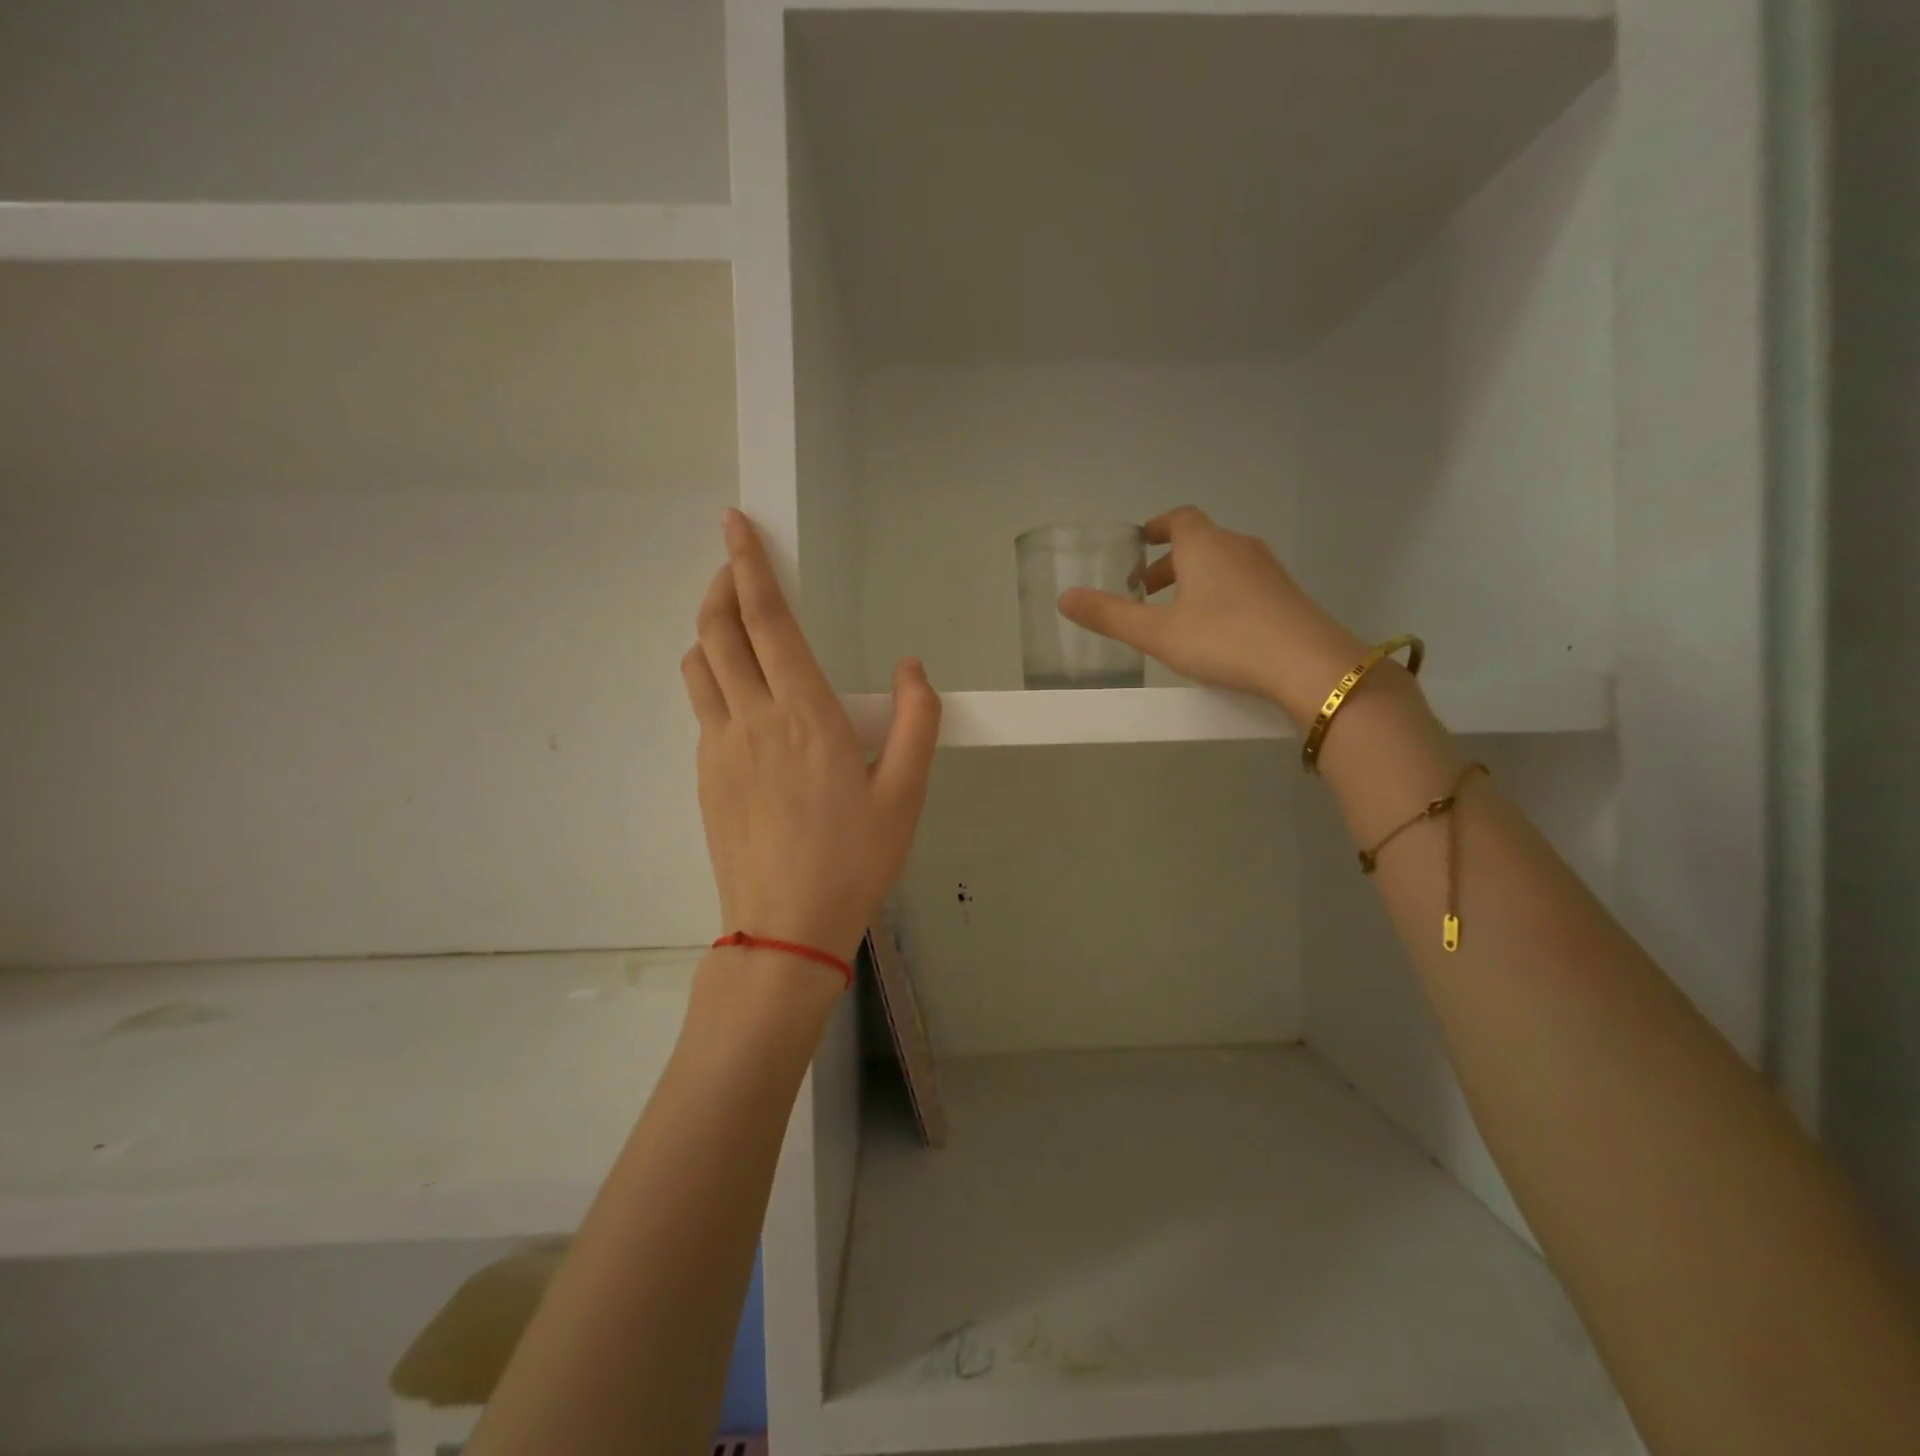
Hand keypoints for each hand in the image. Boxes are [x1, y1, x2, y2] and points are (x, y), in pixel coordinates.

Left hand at [681, 511, 940, 962]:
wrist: (785, 929)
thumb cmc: (854, 860)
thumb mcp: (906, 793)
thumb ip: (916, 721)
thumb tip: (913, 668)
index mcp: (805, 713)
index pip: (767, 619)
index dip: (749, 564)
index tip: (735, 524)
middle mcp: (752, 718)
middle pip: (717, 629)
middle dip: (722, 584)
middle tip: (736, 564)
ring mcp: (719, 746)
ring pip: (698, 664)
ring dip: (711, 630)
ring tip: (737, 626)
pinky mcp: (705, 774)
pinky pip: (702, 707)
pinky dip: (714, 678)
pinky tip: (743, 699)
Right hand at [1056, 506, 1368, 726]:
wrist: (1307, 664)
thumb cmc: (1223, 639)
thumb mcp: (1157, 633)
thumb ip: (1110, 615)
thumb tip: (1063, 598)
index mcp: (1204, 545)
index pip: (1177, 519)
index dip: (1155, 528)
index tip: (1137, 544)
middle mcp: (1238, 546)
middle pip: (1198, 541)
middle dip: (1169, 561)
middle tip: (1145, 590)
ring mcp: (1268, 569)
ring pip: (1222, 562)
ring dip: (1195, 578)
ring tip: (1177, 613)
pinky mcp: (1286, 594)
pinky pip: (1244, 582)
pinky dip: (1221, 593)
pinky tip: (1216, 629)